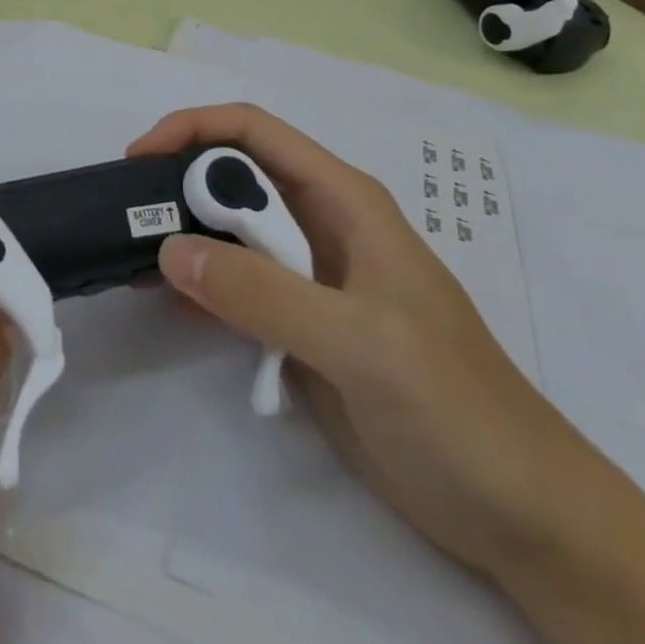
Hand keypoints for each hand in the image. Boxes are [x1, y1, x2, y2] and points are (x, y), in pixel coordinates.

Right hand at [131, 105, 644, 643]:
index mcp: (343, 201)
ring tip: (128, 255)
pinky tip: (162, 299)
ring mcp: (307, 277)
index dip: (192, 129)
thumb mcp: (362, 344)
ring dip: (179, 235)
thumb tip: (168, 250)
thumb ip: (265, 295)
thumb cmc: (456, 408)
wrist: (520, 514)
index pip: (254, 133)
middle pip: (233, 177)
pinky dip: (195, 284)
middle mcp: (319, 225)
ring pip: (227, 231)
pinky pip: (233, 286)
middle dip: (176, 182)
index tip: (139, 158)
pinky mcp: (297, 325)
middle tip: (123, 214)